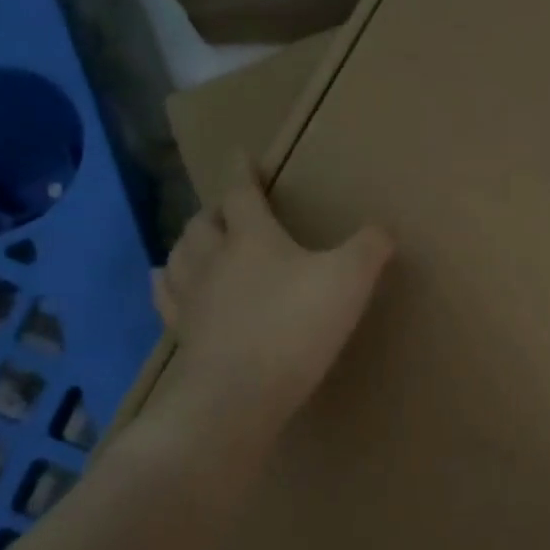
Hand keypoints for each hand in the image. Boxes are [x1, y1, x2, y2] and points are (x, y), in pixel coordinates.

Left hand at [141, 160, 391, 457]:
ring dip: (189, 241)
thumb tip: (383, 230)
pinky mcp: (183, 334)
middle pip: (204, 223)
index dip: (242, 172)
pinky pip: (166, 297)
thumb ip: (369, 249)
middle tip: (228, 209)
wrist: (239, 394)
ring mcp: (192, 298)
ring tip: (198, 240)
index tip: (240, 155)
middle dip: (216, 210)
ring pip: (179, 255)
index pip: (241, 193)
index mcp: (252, 237)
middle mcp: (214, 259)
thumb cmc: (296, 326)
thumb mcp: (350, 280)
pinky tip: (167, 282)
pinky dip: (167, 282)